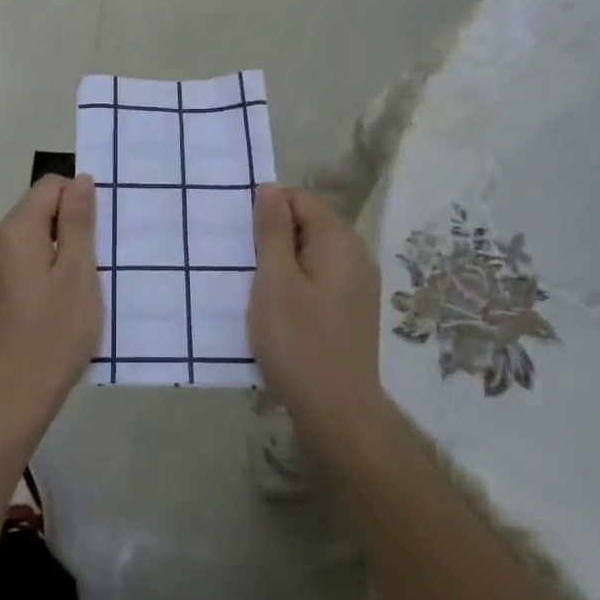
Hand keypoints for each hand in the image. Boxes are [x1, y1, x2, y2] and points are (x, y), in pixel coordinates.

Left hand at [0, 174, 101, 425]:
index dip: (79, 201)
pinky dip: (41, 270)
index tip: (97, 238)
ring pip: (29, 238)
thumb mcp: (78, 274)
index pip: (50, 186)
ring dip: (57, 251)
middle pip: (37, 211)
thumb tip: (80, 180)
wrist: (11, 397)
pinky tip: (56, 304)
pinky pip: (19, 262)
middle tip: (93, 266)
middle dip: (69, 228)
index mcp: (14, 231)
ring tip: (77, 289)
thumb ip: (79, 222)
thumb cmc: (53, 334)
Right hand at [248, 184, 383, 440]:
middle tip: (244, 265)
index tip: (242, 239)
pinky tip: (278, 310)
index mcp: (339, 240)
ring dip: (282, 263)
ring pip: (312, 254)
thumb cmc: (298, 341)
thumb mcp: (274, 281)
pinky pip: (319, 279)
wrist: (337, 411)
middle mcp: (356, 255)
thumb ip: (272, 231)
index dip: (268, 209)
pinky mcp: (352, 309)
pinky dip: (296, 284)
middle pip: (309, 224)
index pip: (300, 199)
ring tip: (255, 289)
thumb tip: (271, 188)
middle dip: (274, 237)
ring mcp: (358, 284)